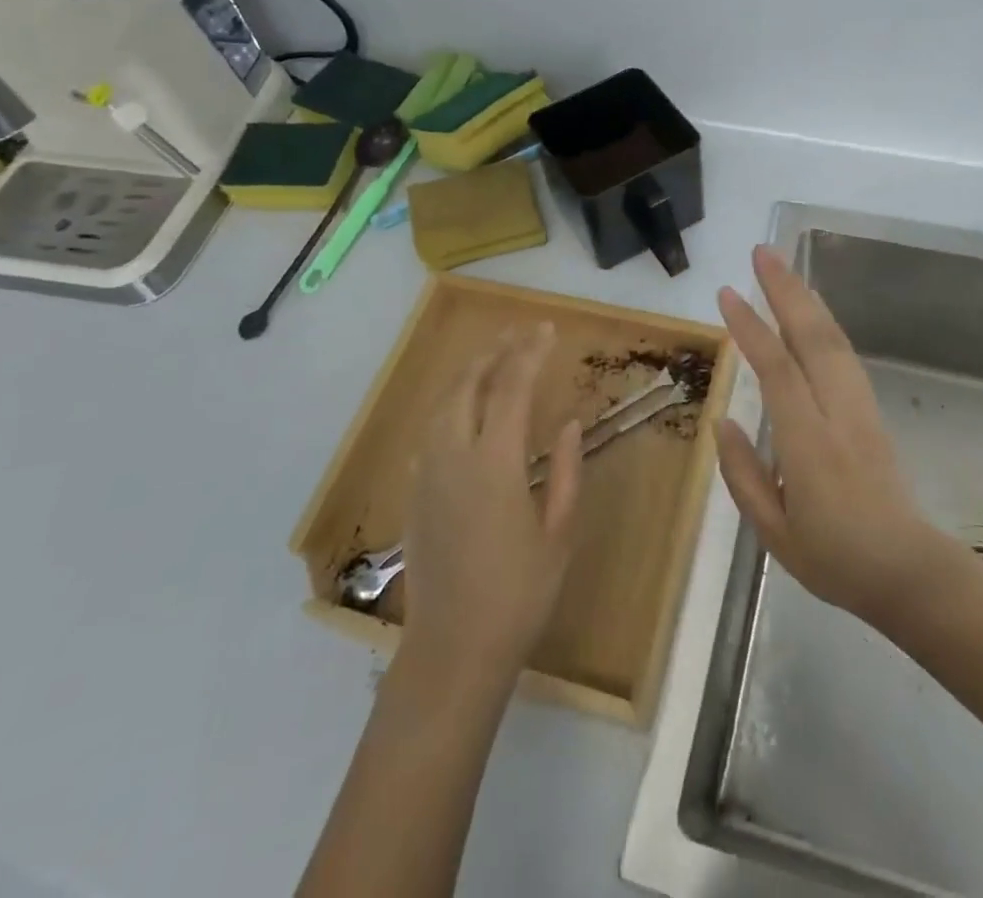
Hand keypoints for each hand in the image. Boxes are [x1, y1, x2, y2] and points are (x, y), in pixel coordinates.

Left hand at [400, 324, 582, 683]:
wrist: (452, 651)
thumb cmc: (518, 596)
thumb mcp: (559, 534)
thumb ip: (566, 471)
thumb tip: (568, 423)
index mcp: (494, 464)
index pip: (511, 388)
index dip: (529, 353)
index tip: (546, 330)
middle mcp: (453, 457)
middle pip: (469, 383)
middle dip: (494, 351)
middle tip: (519, 333)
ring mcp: (427, 474)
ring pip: (443, 403)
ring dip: (469, 373)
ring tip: (493, 358)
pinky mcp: (414, 493)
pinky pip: (430, 430)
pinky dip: (450, 404)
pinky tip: (463, 409)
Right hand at [716, 246, 949, 626]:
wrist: (909, 571)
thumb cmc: (834, 559)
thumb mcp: (773, 533)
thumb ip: (743, 474)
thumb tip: (722, 422)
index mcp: (809, 444)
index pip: (777, 371)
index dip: (751, 329)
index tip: (726, 294)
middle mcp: (838, 413)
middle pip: (813, 337)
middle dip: (787, 289)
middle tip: (762, 252)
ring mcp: (860, 407)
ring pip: (834, 339)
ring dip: (807, 297)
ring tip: (781, 267)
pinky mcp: (871, 409)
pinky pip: (844, 354)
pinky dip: (824, 322)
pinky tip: (809, 310)